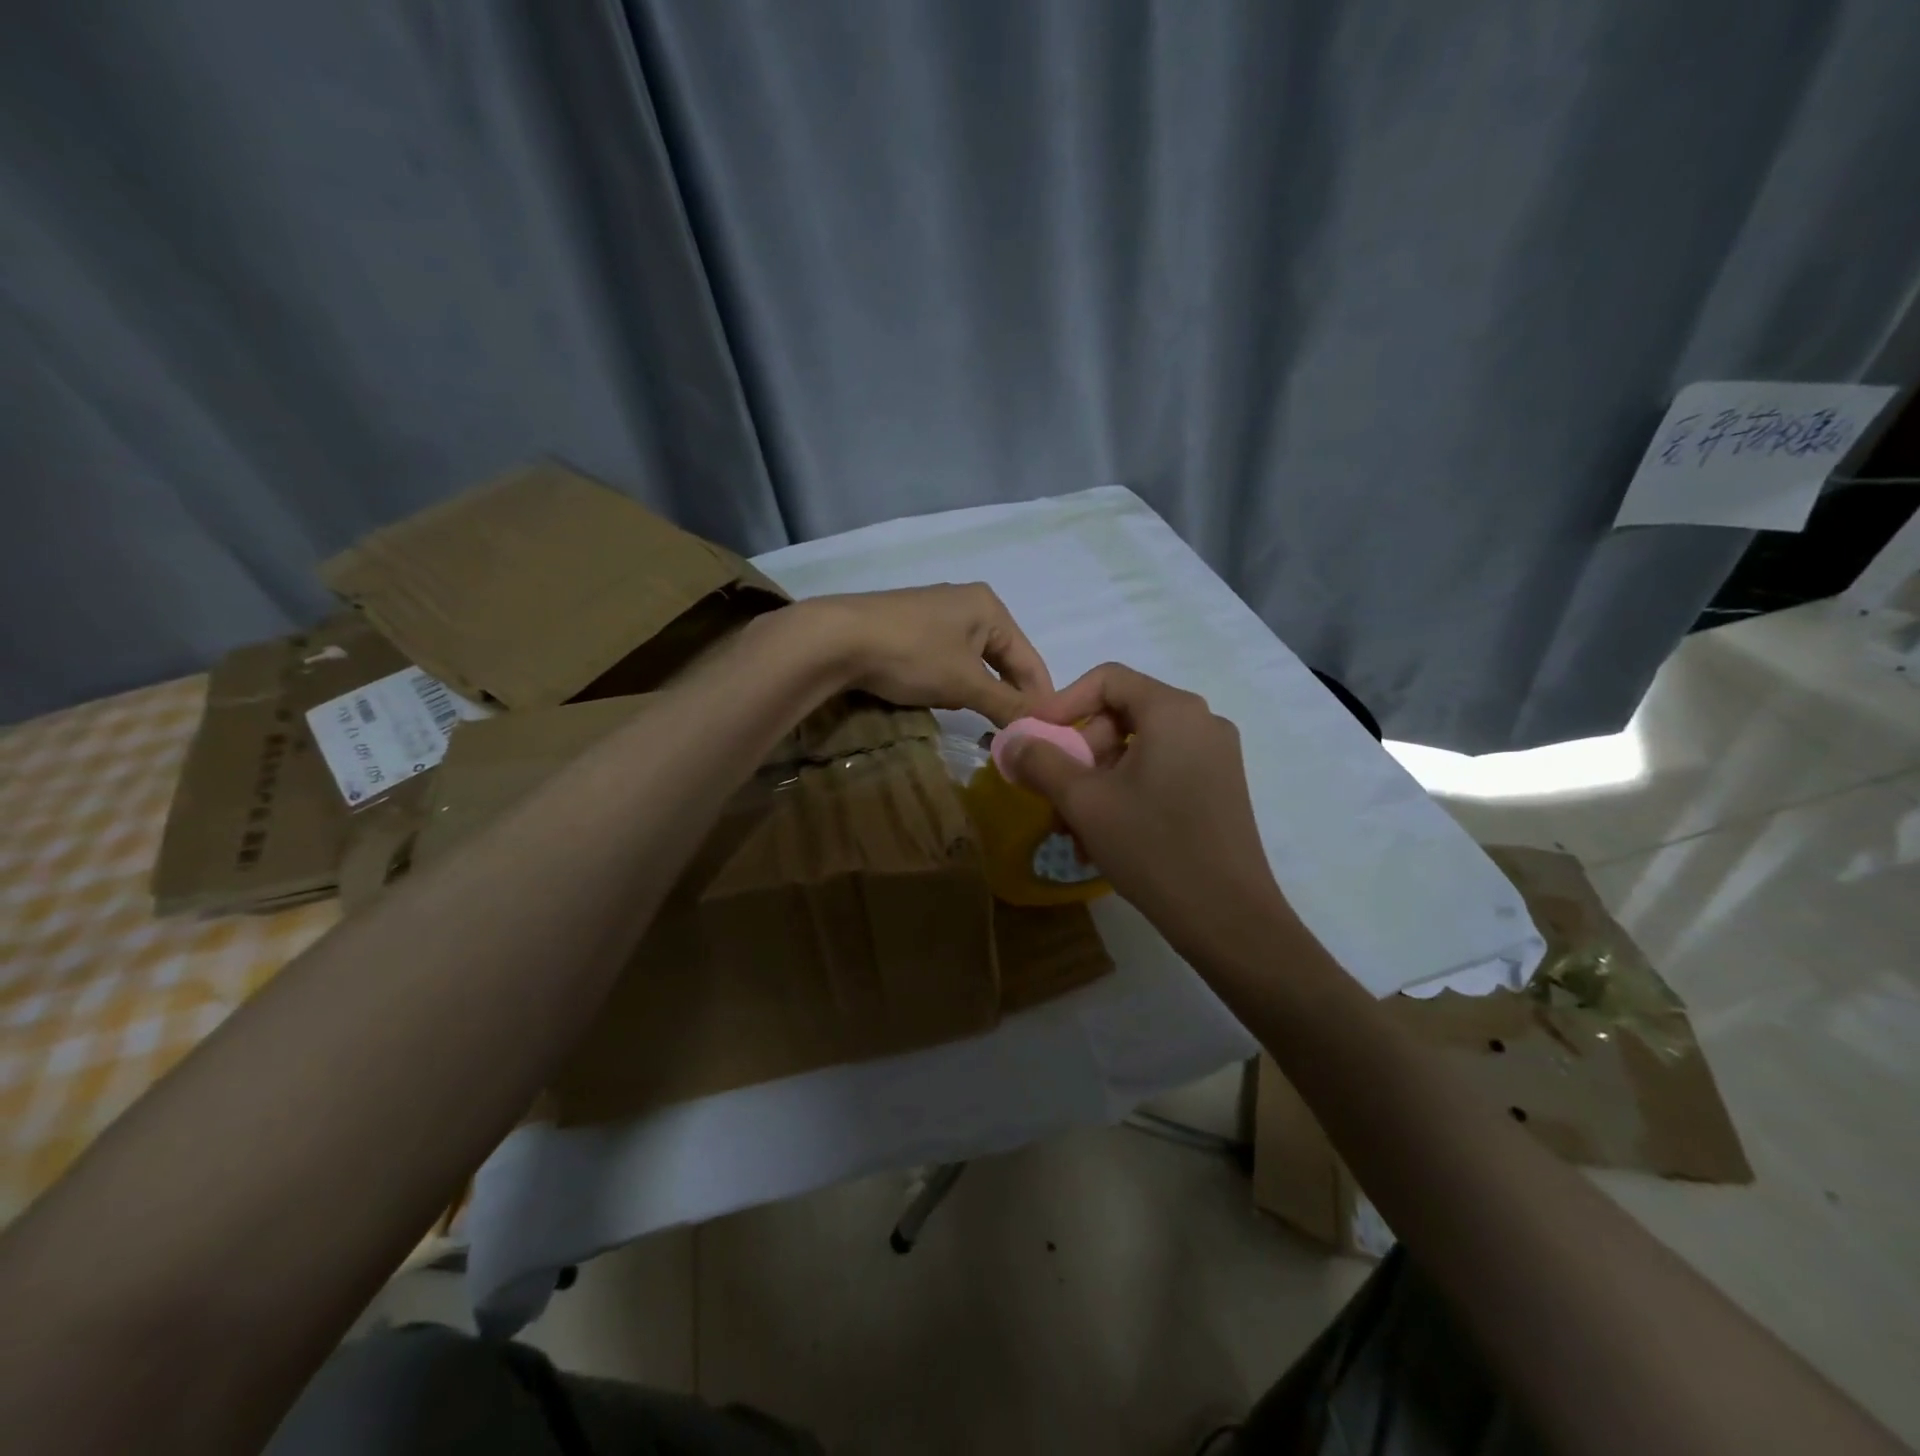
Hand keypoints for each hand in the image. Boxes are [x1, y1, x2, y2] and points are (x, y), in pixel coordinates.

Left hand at [796, 584, 1052, 725]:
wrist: (836, 639)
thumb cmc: (912, 654)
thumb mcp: (965, 683)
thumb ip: (1006, 705)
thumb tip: (1041, 728)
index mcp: (990, 607)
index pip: (1030, 660)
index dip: (1039, 698)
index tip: (1046, 734)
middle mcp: (967, 603)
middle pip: (1002, 659)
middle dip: (1004, 695)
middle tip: (1010, 731)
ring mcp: (935, 613)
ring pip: (973, 662)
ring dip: (975, 691)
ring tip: (975, 716)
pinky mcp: (909, 627)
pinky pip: (945, 659)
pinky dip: (949, 681)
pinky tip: (937, 696)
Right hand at [1002, 663, 1289, 957]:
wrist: (1228, 918)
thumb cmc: (1153, 847)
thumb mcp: (1085, 802)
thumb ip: (1042, 762)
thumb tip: (1012, 740)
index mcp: (1173, 711)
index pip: (1108, 680)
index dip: (1063, 703)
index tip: (1035, 738)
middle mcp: (1201, 722)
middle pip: (1122, 717)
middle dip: (1078, 754)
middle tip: (1052, 793)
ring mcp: (1215, 758)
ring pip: (1138, 752)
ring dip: (1097, 783)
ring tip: (1072, 830)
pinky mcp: (1219, 789)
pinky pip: (1160, 774)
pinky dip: (1126, 795)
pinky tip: (1103, 839)